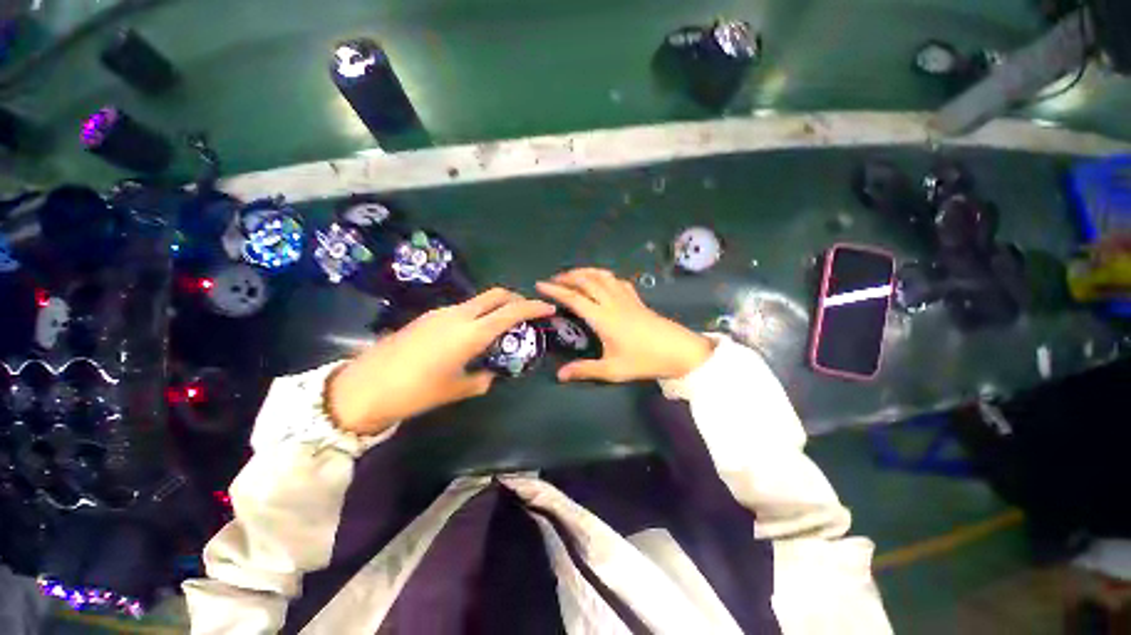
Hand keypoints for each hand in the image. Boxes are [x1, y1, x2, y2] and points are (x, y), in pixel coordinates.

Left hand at [327, 289, 554, 434]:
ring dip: (494, 307)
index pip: (511, 312)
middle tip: (526, 312)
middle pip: (495, 295)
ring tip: (499, 327)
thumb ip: (481, 379)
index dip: (533, 308)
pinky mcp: (427, 317)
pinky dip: (476, 314)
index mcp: (471, 333)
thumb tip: (490, 374)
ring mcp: (440, 313)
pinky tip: (471, 334)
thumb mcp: (457, 388)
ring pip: (477, 301)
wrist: (365, 386)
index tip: (548, 307)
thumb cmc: (417, 391)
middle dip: (515, 299)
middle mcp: (459, 315)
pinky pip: (461, 309)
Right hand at [536, 268, 714, 382]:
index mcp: (603, 318)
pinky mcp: (637, 299)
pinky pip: (617, 281)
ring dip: (585, 272)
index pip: (574, 298)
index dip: (555, 290)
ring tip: (573, 275)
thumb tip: (560, 375)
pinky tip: (602, 281)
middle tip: (554, 279)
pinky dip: (604, 276)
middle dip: (568, 277)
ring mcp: (626, 298)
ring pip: (602, 277)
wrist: (679, 351)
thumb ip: (585, 370)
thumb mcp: (613, 370)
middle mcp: (612, 302)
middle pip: (586, 281)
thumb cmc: (645, 360)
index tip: (540, 285)